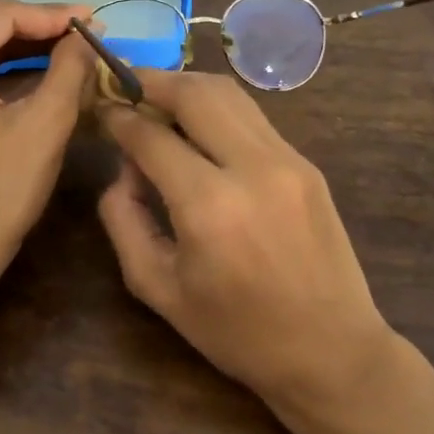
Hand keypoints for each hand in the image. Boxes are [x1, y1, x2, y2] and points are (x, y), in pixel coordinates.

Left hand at [0, 0, 96, 283]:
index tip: (94, 19)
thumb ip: (69, 69)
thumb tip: (88, 32)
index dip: (50, 14)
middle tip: (85, 30)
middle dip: (37, 24)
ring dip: (23, 42)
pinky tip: (41, 65)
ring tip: (72, 44)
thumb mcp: (44, 126)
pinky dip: (4, 64)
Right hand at [96, 70, 394, 414]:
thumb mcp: (159, 288)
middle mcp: (251, 168)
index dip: (119, 117)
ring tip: (158, 98)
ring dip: (187, 87)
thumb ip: (124, 220)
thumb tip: (123, 168)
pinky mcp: (306, 164)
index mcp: (209, 206)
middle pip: (195, 93)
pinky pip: (252, 117)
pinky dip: (217, 109)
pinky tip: (199, 127)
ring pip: (229, 94)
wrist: (332, 352)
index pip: (151, 136)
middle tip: (125, 84)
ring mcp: (287, 160)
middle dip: (153, 81)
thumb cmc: (237, 332)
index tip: (101, 108)